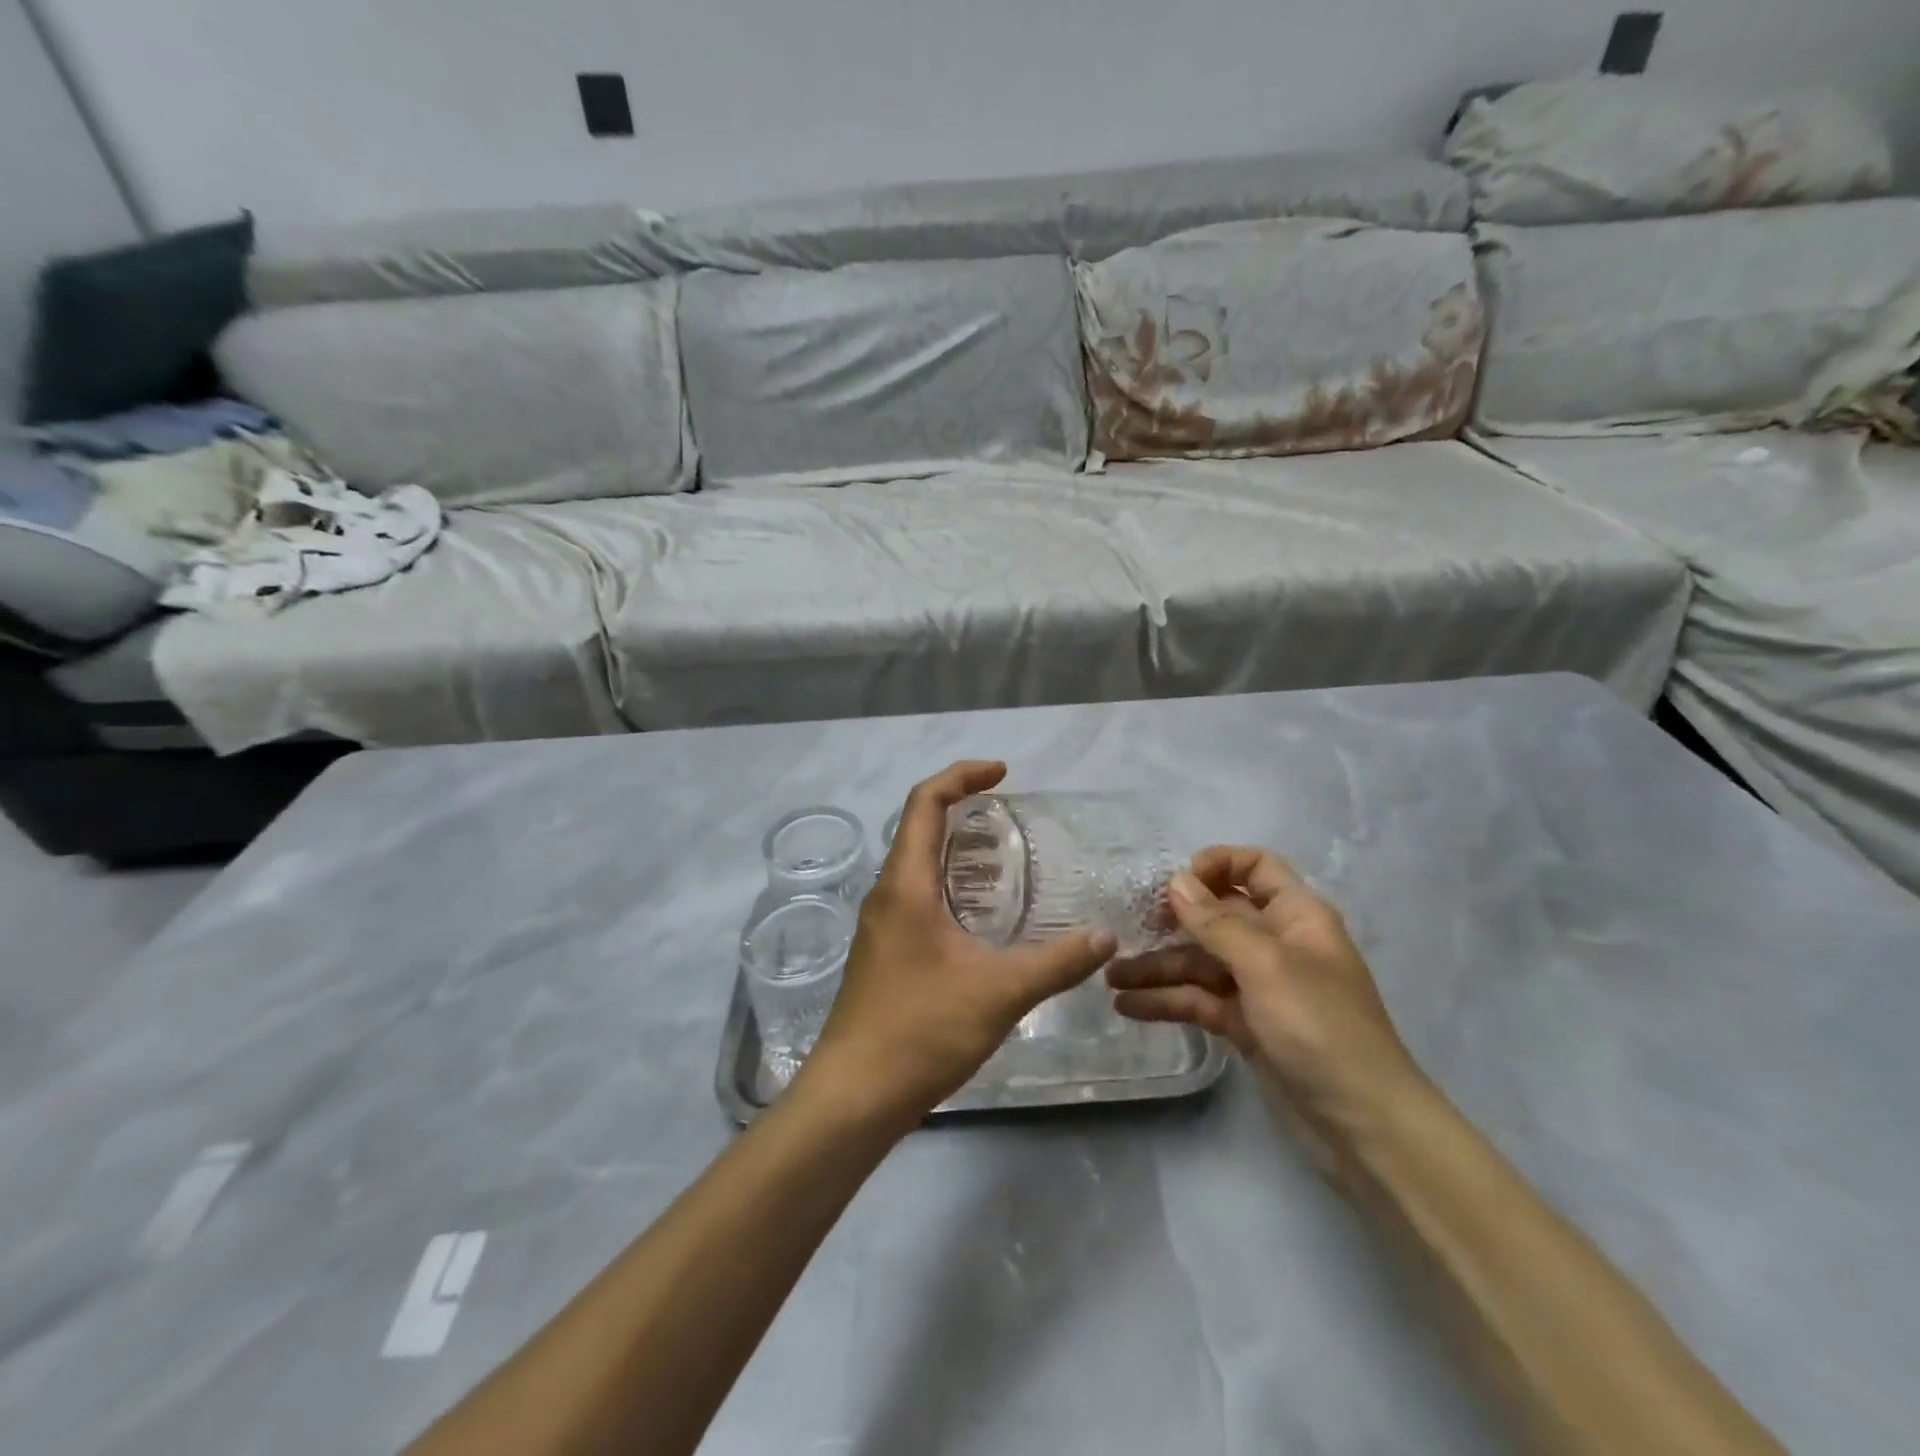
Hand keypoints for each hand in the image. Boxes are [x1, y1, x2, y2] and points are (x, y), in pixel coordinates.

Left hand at [800, 761, 1115, 1125]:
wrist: (854, 1095)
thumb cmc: (921, 1031)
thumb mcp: (999, 992)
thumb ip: (1057, 962)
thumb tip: (1107, 937)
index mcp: (906, 885)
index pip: (925, 802)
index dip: (962, 776)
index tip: (1002, 772)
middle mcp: (886, 894)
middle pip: (918, 827)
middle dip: (962, 807)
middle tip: (1009, 813)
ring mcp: (880, 925)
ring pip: (916, 864)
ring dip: (955, 848)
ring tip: (1002, 858)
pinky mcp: (883, 953)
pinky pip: (916, 895)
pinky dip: (949, 883)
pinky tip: (979, 915)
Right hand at [1107, 847, 1425, 1172]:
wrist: (1364, 1125)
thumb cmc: (1321, 1028)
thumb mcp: (1267, 966)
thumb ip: (1216, 922)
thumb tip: (1177, 880)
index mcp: (1295, 916)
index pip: (1255, 866)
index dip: (1216, 865)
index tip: (1176, 884)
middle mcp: (1276, 943)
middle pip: (1217, 916)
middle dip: (1173, 921)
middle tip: (1128, 929)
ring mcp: (1259, 987)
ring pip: (1200, 962)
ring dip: (1158, 968)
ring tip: (1110, 979)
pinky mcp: (1246, 1025)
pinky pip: (1200, 1000)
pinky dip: (1167, 1002)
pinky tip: (1128, 1006)